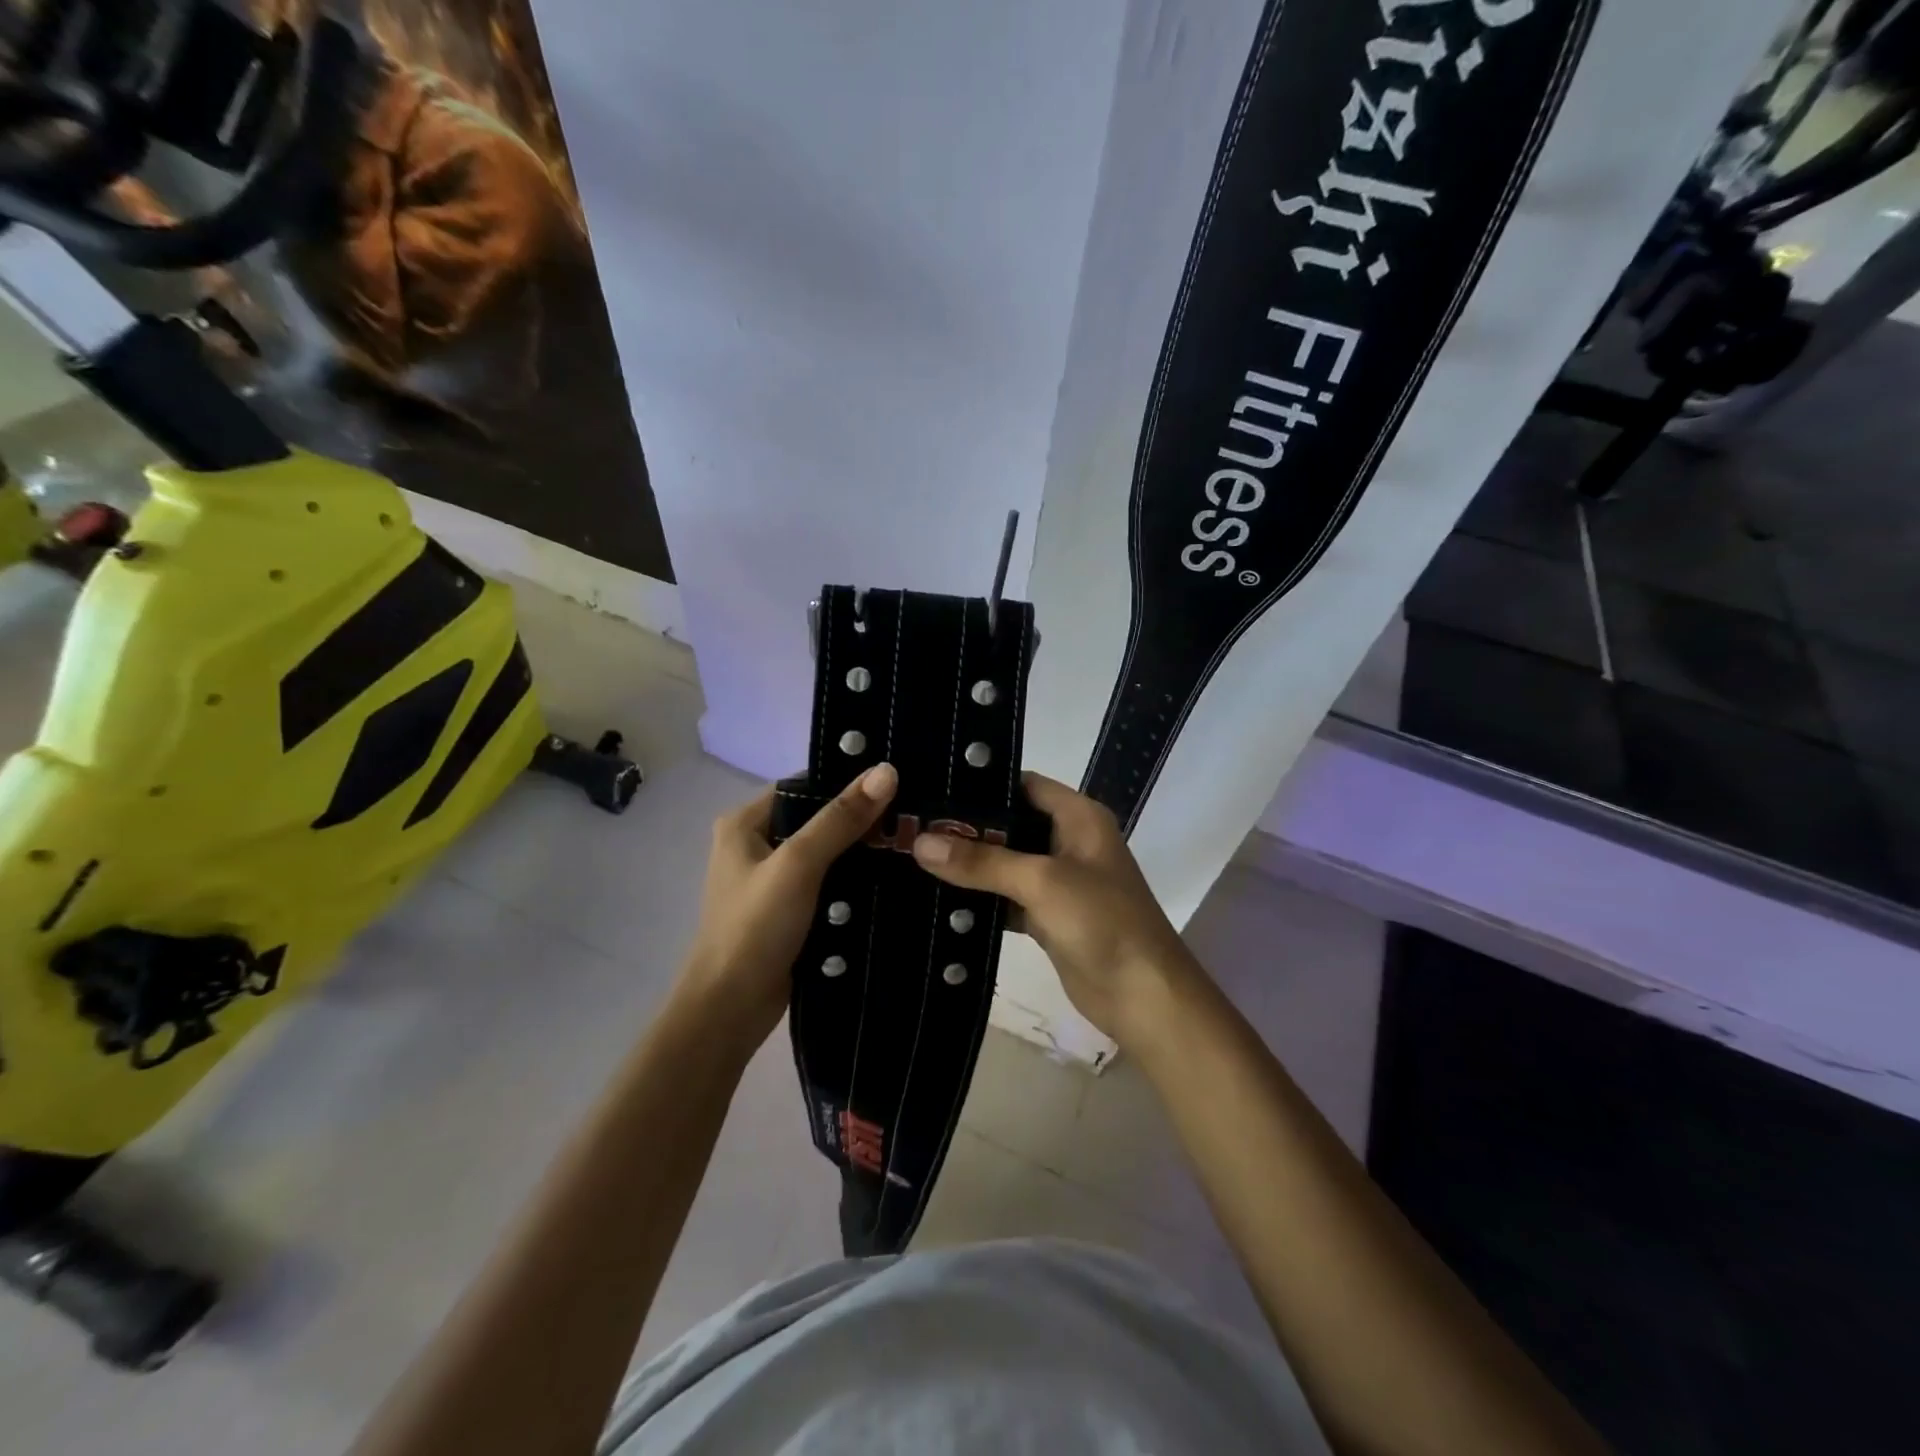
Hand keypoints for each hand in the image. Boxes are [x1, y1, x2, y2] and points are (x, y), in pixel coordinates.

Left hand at [678, 763, 898, 1045]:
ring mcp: (773, 881)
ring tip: (911, 843)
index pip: (803, 787)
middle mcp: (755, 845)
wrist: (731, 1010)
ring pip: (827, 854)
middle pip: (817, 820)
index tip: (895, 784)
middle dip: (860, 821)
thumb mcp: (799, 864)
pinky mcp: (789, 911)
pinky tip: (893, 879)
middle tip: (912, 817)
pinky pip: (828, 884)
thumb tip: (886, 770)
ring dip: (861, 853)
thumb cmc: (755, 927)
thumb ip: (840, 819)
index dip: (846, 783)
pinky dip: (854, 882)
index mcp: (745, 823)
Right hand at [911, 772, 1203, 1051]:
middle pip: (1011, 824)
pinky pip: (1008, 897)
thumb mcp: (1042, 881)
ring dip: (970, 864)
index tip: (932, 786)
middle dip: (967, 827)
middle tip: (912, 824)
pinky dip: (980, 899)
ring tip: (914, 854)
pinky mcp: (1049, 916)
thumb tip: (921, 843)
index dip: (982, 784)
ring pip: (1007, 862)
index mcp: (1079, 817)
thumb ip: (982, 861)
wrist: (1144, 997)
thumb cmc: (1102, 922)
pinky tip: (938, 897)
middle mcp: (1070, 841)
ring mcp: (1060, 881)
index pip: (1024, 785)